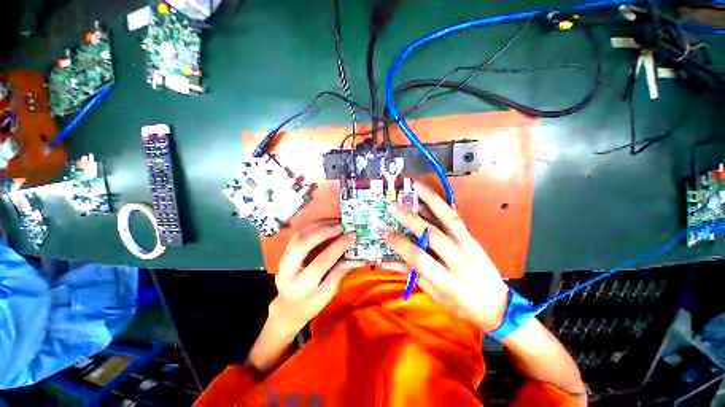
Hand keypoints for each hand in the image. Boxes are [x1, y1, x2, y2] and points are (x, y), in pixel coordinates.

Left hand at [271, 220, 362, 332]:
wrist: (287, 308)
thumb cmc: (310, 304)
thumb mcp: (328, 293)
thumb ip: (340, 272)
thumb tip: (359, 258)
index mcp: (302, 286)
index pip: (321, 262)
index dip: (338, 247)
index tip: (351, 236)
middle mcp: (288, 270)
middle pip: (303, 244)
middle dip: (324, 231)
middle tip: (341, 226)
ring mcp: (284, 259)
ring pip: (299, 235)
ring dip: (318, 225)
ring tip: (335, 222)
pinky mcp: (285, 252)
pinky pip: (298, 234)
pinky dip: (312, 226)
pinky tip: (324, 224)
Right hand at [384, 182, 509, 331]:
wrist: (499, 306)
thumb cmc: (462, 305)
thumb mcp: (435, 295)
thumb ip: (411, 274)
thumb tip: (386, 261)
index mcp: (448, 281)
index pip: (419, 258)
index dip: (400, 244)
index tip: (385, 233)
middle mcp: (460, 260)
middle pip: (433, 234)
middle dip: (410, 218)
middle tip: (393, 206)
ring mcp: (470, 246)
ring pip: (449, 219)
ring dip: (431, 200)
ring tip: (416, 186)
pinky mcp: (474, 239)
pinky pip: (456, 219)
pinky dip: (441, 206)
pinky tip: (430, 196)